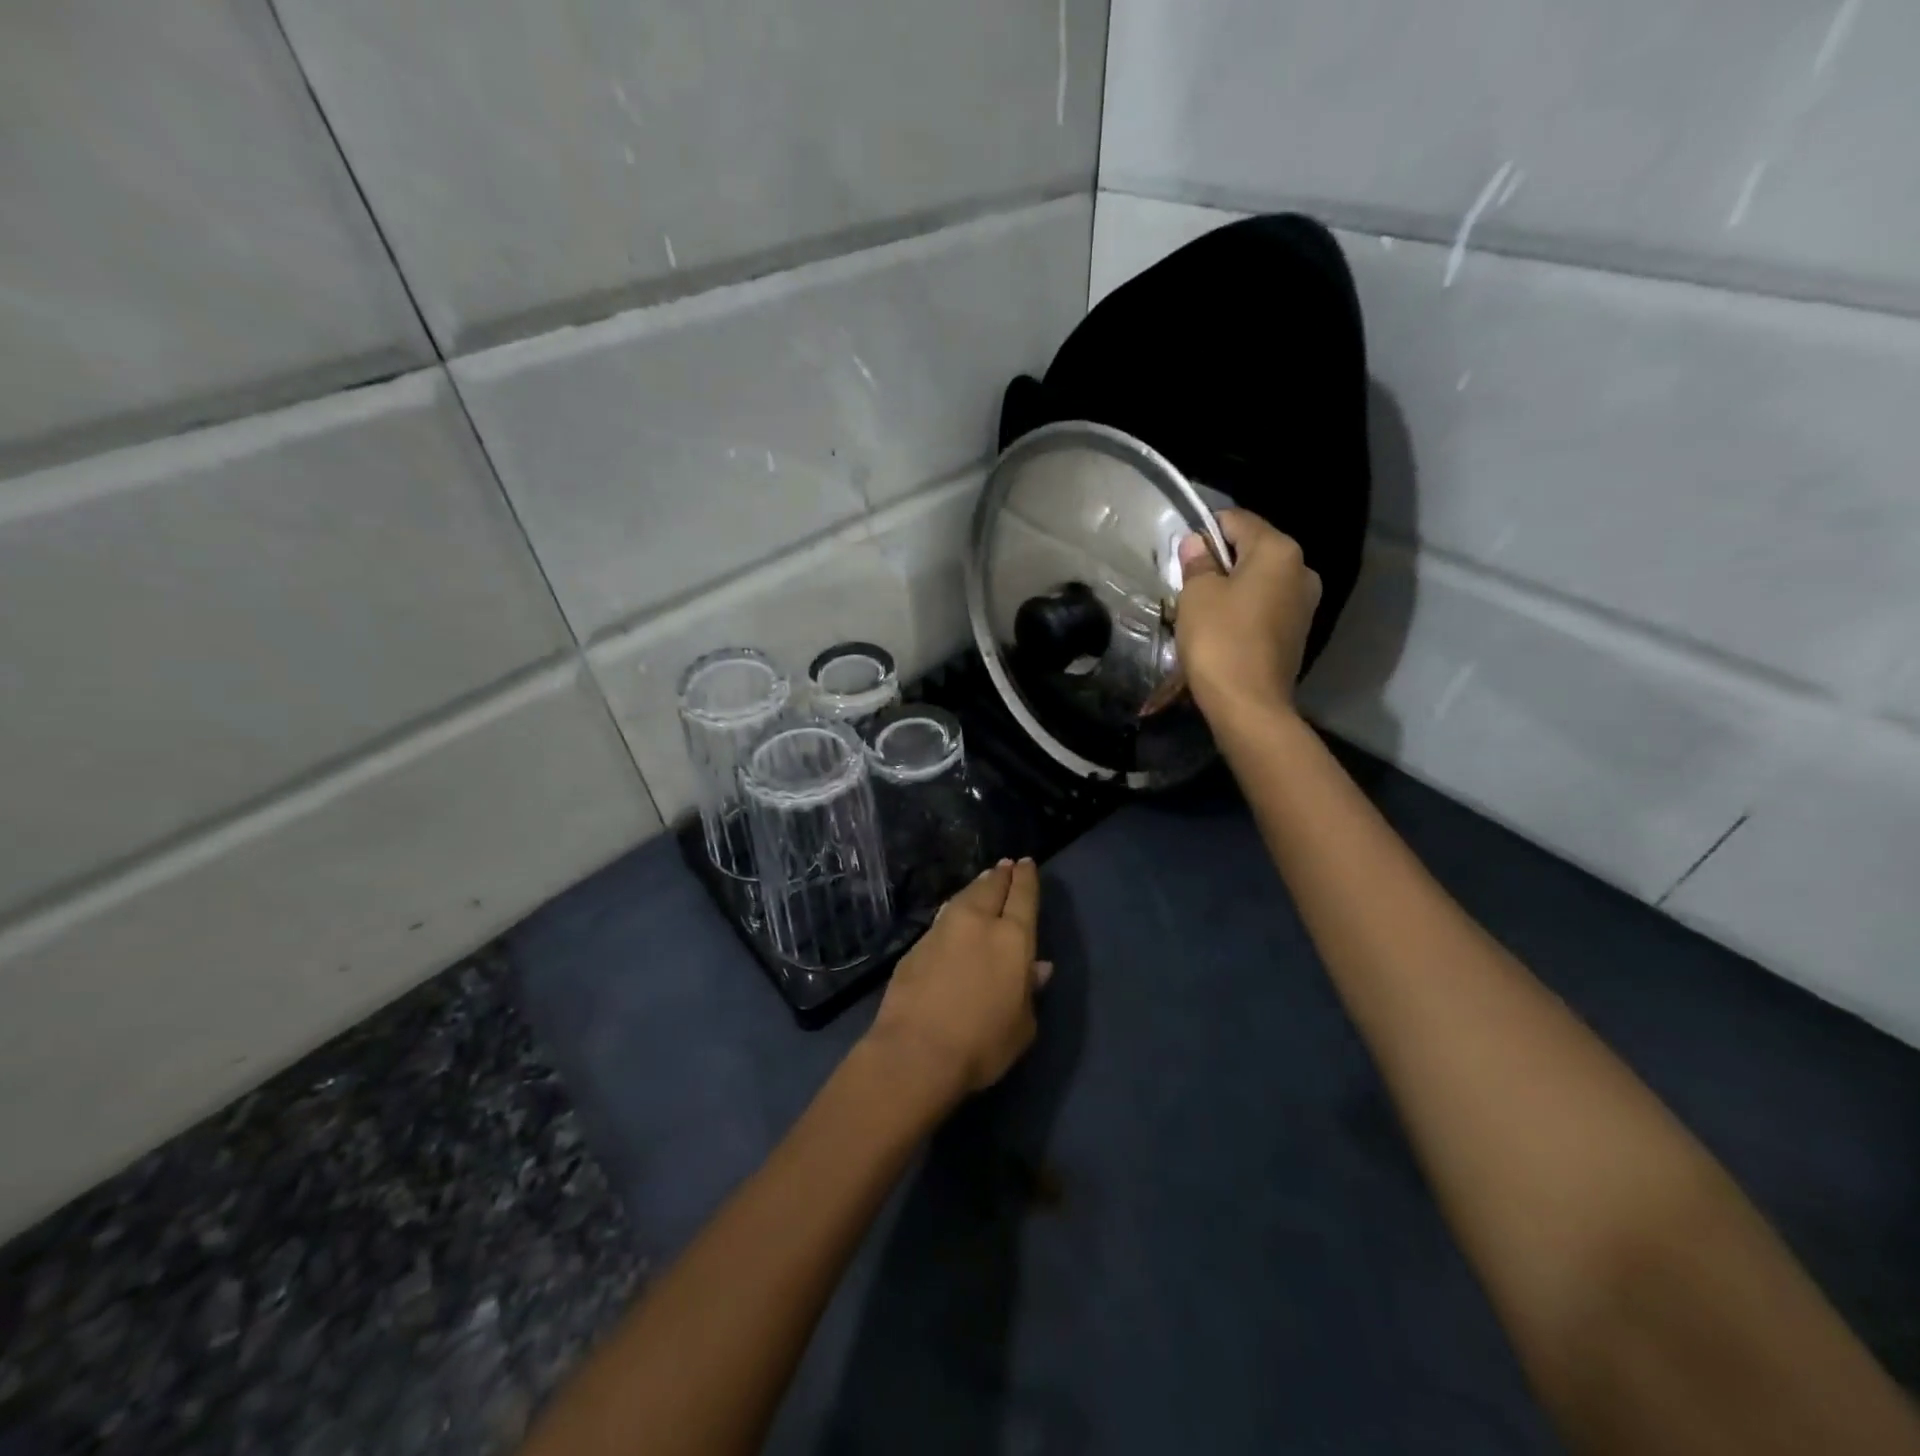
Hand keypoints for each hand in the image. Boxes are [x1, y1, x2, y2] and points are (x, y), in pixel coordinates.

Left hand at [864, 859, 1049, 1104]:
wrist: (916, 1052)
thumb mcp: (1022, 1026)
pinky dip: (955, 909)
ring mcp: (943, 930)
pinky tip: (955, 914)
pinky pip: (943, 917)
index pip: (1023, 896)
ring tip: (983, 881)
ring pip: (964, 897)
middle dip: (1001, 875)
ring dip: (976, 887)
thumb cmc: (983, 1044)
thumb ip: (1030, 991)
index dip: (1026, 878)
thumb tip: (1038, 967)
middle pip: (991, 888)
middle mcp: (978, 923)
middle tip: (1006, 866)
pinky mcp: (916, 945)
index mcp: (1013, 938)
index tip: (1027, 863)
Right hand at [1176, 509, 1322, 723]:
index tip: (1182, 555)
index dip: (1206, 531)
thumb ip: (1198, 562)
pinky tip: (1222, 630)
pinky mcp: (1297, 633)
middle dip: (1219, 562)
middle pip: (1252, 551)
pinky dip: (1243, 611)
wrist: (1248, 705)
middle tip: (1188, 585)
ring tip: (1202, 611)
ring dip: (1231, 589)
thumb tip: (1198, 543)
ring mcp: (1304, 604)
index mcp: (1279, 551)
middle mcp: (1301, 570)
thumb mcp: (1197, 595)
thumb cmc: (1220, 640)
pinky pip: (1265, 607)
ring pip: (1259, 581)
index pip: (1237, 520)